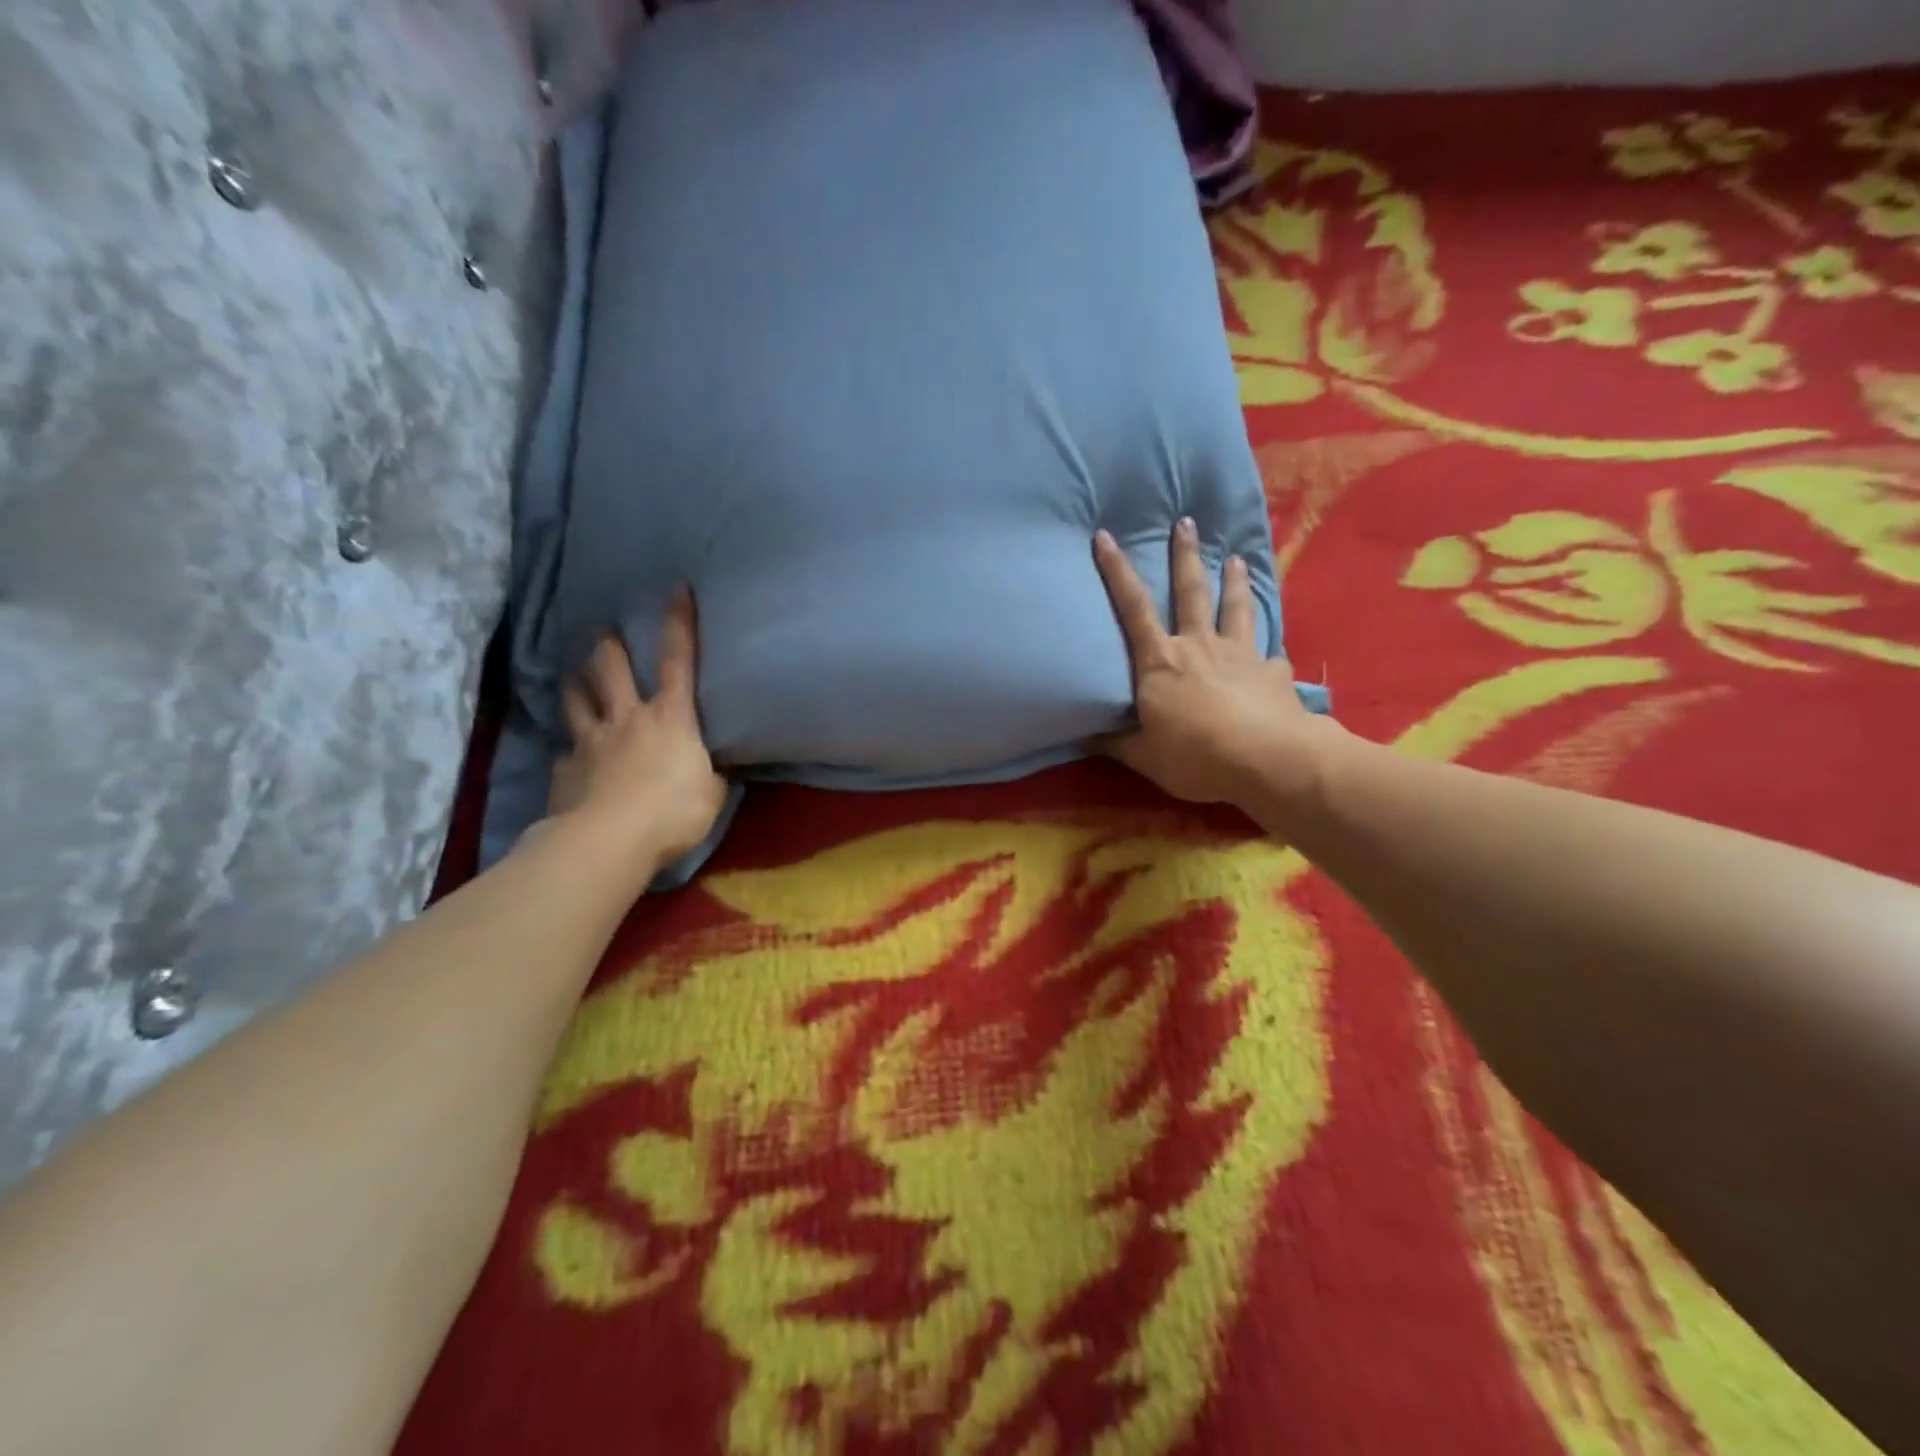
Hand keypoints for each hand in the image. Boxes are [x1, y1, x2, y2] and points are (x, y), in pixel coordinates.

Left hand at [547, 586, 727, 866]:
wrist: (609, 841)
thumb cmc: (674, 812)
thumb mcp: (712, 793)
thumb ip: (708, 774)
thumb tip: (706, 768)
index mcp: (671, 718)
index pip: (678, 659)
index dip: (679, 622)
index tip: (677, 588)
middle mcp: (627, 718)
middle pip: (611, 668)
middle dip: (608, 646)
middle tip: (602, 633)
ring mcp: (591, 741)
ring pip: (576, 700)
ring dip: (576, 685)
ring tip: (573, 679)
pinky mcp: (565, 769)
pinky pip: (566, 752)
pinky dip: (570, 751)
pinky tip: (570, 760)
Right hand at [1094, 520, 1329, 806]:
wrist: (1267, 761)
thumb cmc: (1194, 756)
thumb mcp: (1142, 756)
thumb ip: (1116, 741)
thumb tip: (1085, 735)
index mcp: (1160, 662)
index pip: (1132, 608)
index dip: (1116, 571)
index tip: (1104, 536)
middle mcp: (1199, 646)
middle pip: (1190, 592)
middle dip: (1185, 555)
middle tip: (1187, 522)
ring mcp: (1240, 655)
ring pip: (1236, 609)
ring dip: (1235, 582)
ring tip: (1237, 558)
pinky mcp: (1273, 674)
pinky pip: (1271, 656)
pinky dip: (1270, 653)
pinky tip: (1274, 654)